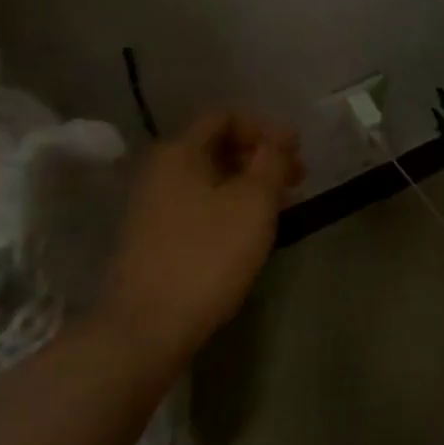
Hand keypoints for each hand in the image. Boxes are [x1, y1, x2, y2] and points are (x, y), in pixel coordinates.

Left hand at [98, 111, 303, 369]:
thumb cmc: (206, 256)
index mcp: (179, 151)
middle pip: (216, 146)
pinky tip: (248, 231)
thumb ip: (271, 161)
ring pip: (208, 179)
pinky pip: (197, 205)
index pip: (224, 117)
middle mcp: (160, 170)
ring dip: (247, 184)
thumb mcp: (253, 203)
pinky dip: (227, 206)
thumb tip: (282, 134)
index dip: (264, 128)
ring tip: (280, 207)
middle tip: (297, 180)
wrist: (146, 327)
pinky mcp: (153, 237)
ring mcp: (152, 205)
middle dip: (259, 157)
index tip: (295, 154)